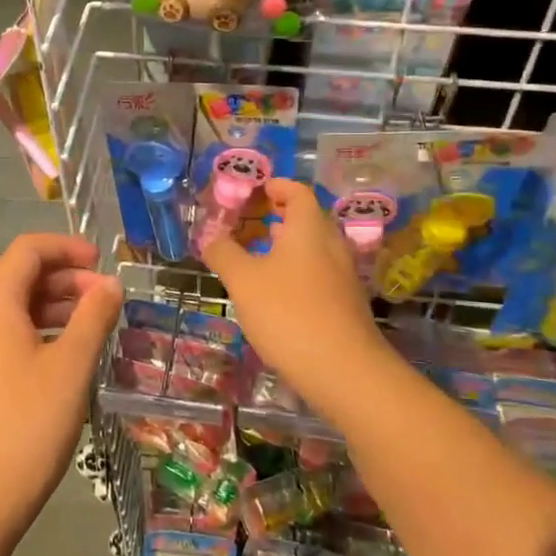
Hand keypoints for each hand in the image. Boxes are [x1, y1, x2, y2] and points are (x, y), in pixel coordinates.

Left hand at [0, 234, 122, 553]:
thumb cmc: (27, 425)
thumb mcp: (72, 366)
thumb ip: (94, 316)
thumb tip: (110, 285)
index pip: (27, 251)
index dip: (67, 248)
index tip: (103, 263)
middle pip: (20, 278)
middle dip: (67, 280)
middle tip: (108, 301)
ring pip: (15, 310)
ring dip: (56, 308)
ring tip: (96, 327)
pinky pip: (7, 337)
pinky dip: (40, 333)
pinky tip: (68, 358)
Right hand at [198, 179, 389, 415]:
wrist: (344, 370)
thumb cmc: (288, 313)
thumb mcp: (243, 281)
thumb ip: (223, 253)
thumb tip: (210, 235)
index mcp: (308, 227)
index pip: (297, 191)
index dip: (274, 186)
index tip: (252, 191)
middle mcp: (331, 243)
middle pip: (306, 218)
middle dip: (276, 216)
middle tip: (246, 223)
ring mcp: (343, 274)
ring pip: (312, 247)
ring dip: (285, 246)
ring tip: (255, 256)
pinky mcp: (346, 302)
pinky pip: (318, 272)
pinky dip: (296, 270)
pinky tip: (276, 293)